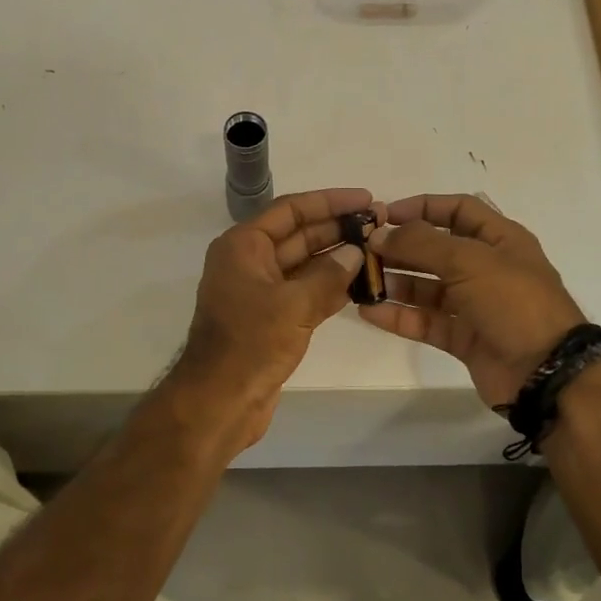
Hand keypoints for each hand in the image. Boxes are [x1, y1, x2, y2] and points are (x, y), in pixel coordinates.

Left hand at [169, 188, 377, 451]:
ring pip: (305, 265)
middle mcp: (249, 262)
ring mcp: (260, 292)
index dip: (329, 201)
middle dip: (337, 228)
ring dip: (338, 258)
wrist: (220, 402)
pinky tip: (362, 284)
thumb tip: (355, 253)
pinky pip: (305, 292)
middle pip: (299, 235)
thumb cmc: (250, 344)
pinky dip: (330, 287)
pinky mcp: (271, 319)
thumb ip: (328, 275)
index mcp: (243, 246)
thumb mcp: (294, 304)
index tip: (366, 199)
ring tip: (378, 250)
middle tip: (380, 224)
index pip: (291, 210)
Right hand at [361, 193, 586, 407]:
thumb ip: (421, 244)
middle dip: (401, 247)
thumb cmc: (513, 302)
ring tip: (360, 281)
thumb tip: (380, 233)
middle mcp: (487, 268)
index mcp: (500, 239)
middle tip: (362, 250)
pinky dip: (399, 315)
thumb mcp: (469, 261)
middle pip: (436, 249)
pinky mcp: (462, 337)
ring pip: (427, 287)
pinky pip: (425, 321)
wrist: (545, 372)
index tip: (384, 215)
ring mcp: (474, 305)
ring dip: (395, 282)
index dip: (422, 207)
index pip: (458, 210)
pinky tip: (369, 311)